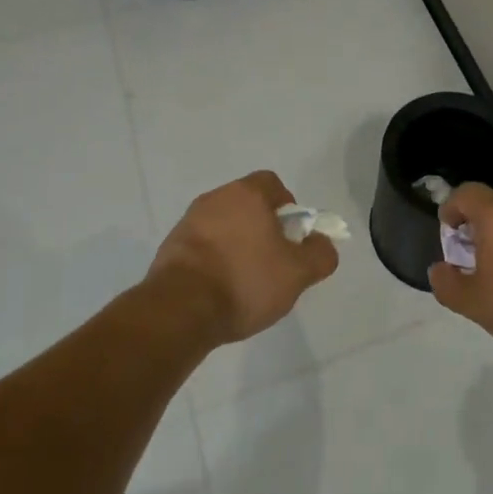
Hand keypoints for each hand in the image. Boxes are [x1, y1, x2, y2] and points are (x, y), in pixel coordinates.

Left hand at [147, 171, 339, 345]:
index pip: (273, 184)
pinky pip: (201, 246)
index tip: (291, 237)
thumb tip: (322, 243)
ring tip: (243, 280)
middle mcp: (215, 198)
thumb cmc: (245, 281)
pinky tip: (218, 289)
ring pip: (222, 225)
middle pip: (247, 204)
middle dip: (261, 228)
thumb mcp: (297, 274)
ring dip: (235, 244)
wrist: (180, 310)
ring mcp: (188, 221)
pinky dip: (212, 260)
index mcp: (247, 194)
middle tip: (272, 261)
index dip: (288, 207)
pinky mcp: (170, 246)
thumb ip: (319, 254)